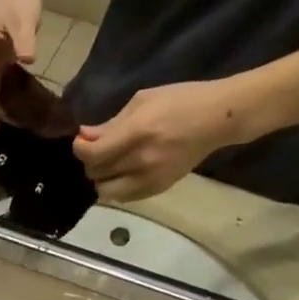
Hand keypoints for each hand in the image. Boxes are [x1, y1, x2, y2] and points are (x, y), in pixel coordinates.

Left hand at [75, 80, 251, 203]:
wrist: (219, 119)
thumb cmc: (181, 101)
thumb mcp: (143, 101)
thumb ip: (111, 123)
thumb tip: (85, 136)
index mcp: (137, 133)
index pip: (94, 154)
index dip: (80, 149)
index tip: (80, 141)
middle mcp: (141, 160)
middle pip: (96, 174)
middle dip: (90, 162)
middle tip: (97, 150)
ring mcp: (149, 179)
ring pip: (106, 191)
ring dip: (101, 179)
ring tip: (109, 165)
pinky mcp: (157, 189)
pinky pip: (123, 198)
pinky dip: (116, 188)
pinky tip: (122, 174)